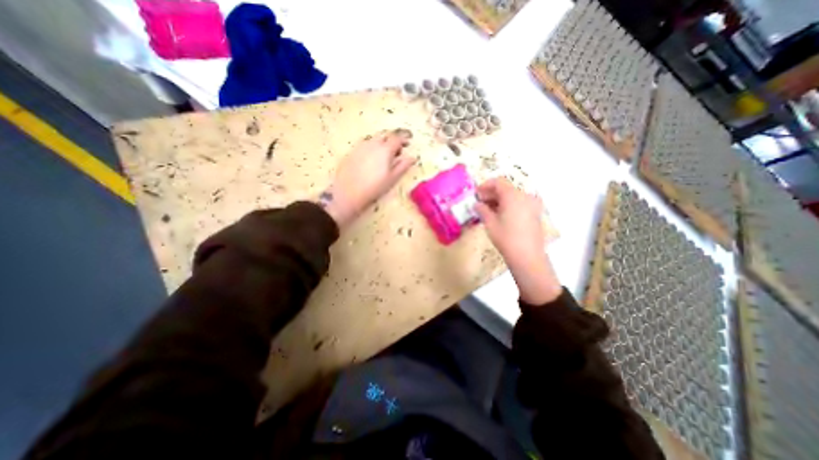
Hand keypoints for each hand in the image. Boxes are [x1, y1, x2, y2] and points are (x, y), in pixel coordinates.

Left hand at [320, 128, 415, 228]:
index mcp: (385, 149)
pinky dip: (372, 147)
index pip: (397, 138)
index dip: (404, 138)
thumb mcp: (392, 178)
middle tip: (397, 149)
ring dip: (382, 142)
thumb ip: (403, 166)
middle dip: (393, 139)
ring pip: (374, 139)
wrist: (348, 192)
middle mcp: (372, 143)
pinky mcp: (351, 152)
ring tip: (384, 155)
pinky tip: (371, 159)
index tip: (408, 143)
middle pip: (385, 135)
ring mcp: (360, 146)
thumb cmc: (374, 187)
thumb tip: (412, 157)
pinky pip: (364, 144)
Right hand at [475, 178, 562, 304]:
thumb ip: (482, 210)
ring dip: (499, 200)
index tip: (476, 194)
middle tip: (479, 203)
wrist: (527, 256)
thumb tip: (477, 204)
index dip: (485, 186)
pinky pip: (519, 203)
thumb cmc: (506, 238)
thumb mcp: (490, 223)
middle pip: (506, 189)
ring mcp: (532, 205)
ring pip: (512, 196)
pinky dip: (508, 205)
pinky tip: (499, 215)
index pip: (498, 182)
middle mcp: (525, 196)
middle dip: (491, 194)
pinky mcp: (535, 213)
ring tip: (487, 210)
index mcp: (513, 195)